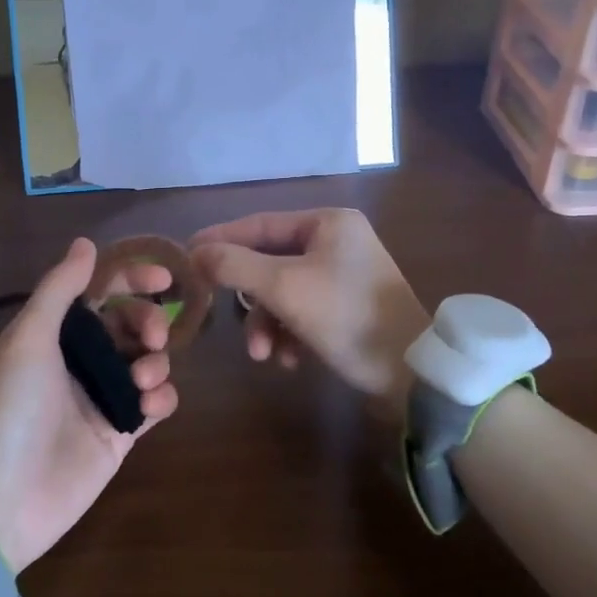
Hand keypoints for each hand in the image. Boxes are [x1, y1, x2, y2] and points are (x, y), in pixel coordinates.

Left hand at [0, 239, 179, 571]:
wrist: (1, 501)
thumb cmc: (9, 410)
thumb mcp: (27, 339)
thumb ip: (59, 288)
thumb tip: (86, 242)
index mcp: (53, 333)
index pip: (99, 292)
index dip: (131, 279)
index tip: (164, 279)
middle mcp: (79, 360)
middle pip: (130, 323)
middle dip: (148, 321)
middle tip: (153, 336)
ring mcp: (101, 397)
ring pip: (147, 360)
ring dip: (156, 361)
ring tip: (141, 381)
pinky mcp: (120, 432)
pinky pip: (155, 403)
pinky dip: (161, 398)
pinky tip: (148, 408)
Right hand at [190, 209, 429, 400]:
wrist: (410, 374)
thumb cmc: (347, 318)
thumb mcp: (285, 289)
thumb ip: (236, 266)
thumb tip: (195, 253)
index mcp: (328, 222)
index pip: (259, 224)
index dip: (220, 240)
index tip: (185, 257)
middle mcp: (337, 240)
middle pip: (270, 261)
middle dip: (250, 298)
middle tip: (221, 317)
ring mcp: (345, 274)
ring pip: (284, 291)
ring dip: (268, 323)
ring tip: (264, 355)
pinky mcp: (348, 306)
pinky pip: (304, 310)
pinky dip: (291, 333)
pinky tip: (291, 360)